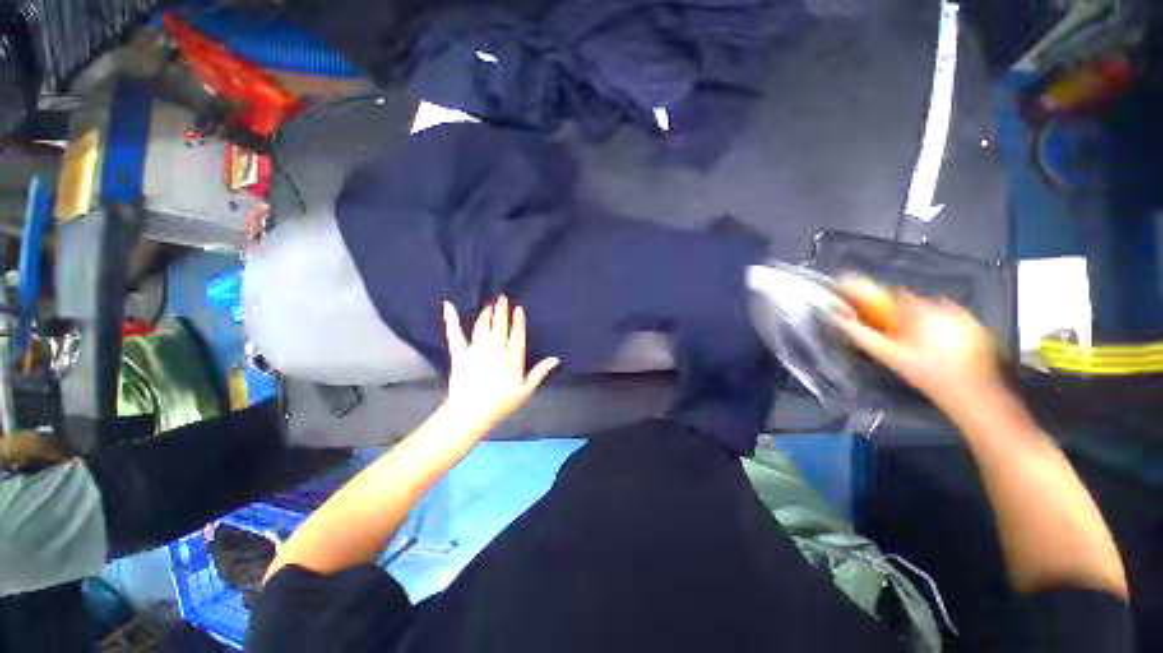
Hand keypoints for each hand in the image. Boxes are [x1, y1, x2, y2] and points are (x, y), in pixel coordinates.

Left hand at [441, 296, 559, 431]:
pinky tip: (448, 306)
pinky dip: (451, 320)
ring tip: (489, 306)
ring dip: (486, 315)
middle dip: (501, 311)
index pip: (516, 335)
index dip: (517, 321)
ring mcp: (476, 351)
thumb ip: (539, 372)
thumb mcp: (526, 390)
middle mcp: (495, 350)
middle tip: (502, 298)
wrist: (471, 413)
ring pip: (482, 327)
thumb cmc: (501, 404)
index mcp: (512, 359)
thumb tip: (555, 359)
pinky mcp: (460, 354)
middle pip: (499, 327)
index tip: (518, 309)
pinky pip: (456, 335)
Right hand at [835, 284, 1004, 416]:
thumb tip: (837, 318)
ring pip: (931, 311)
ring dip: (918, 322)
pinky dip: (938, 327)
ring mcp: (963, 315)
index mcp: (919, 310)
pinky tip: (936, 347)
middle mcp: (943, 306)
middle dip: (899, 316)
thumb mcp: (889, 355)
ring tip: (915, 344)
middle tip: (893, 335)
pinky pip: (949, 319)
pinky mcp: (976, 325)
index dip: (877, 302)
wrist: (972, 393)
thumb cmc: (926, 374)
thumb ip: (861, 334)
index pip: (891, 294)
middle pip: (912, 304)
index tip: (869, 312)